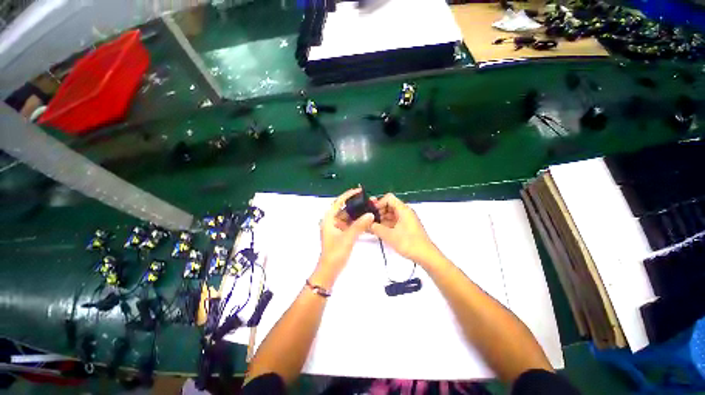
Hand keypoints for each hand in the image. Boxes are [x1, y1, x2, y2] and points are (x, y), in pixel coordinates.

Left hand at [313, 188, 374, 287]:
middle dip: (355, 205)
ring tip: (368, 209)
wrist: (330, 270)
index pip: (338, 202)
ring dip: (357, 214)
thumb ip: (359, 225)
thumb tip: (370, 214)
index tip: (358, 191)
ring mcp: (336, 228)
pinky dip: (356, 222)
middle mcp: (331, 221)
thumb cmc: (335, 253)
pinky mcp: (340, 234)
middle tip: (367, 201)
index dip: (348, 195)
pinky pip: (349, 224)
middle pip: (344, 209)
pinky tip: (365, 220)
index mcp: (328, 219)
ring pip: (348, 217)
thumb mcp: (348, 237)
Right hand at [370, 193, 441, 266]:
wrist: (425, 255)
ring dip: (381, 219)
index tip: (372, 212)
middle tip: (370, 220)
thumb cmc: (409, 243)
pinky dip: (386, 224)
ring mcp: (406, 219)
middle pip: (389, 205)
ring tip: (372, 227)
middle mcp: (405, 212)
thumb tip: (367, 224)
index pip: (389, 198)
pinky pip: (394, 221)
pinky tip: (379, 231)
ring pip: (390, 214)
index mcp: (403, 209)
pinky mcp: (406, 226)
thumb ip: (376, 228)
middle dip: (378, 211)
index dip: (379, 203)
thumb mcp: (389, 235)